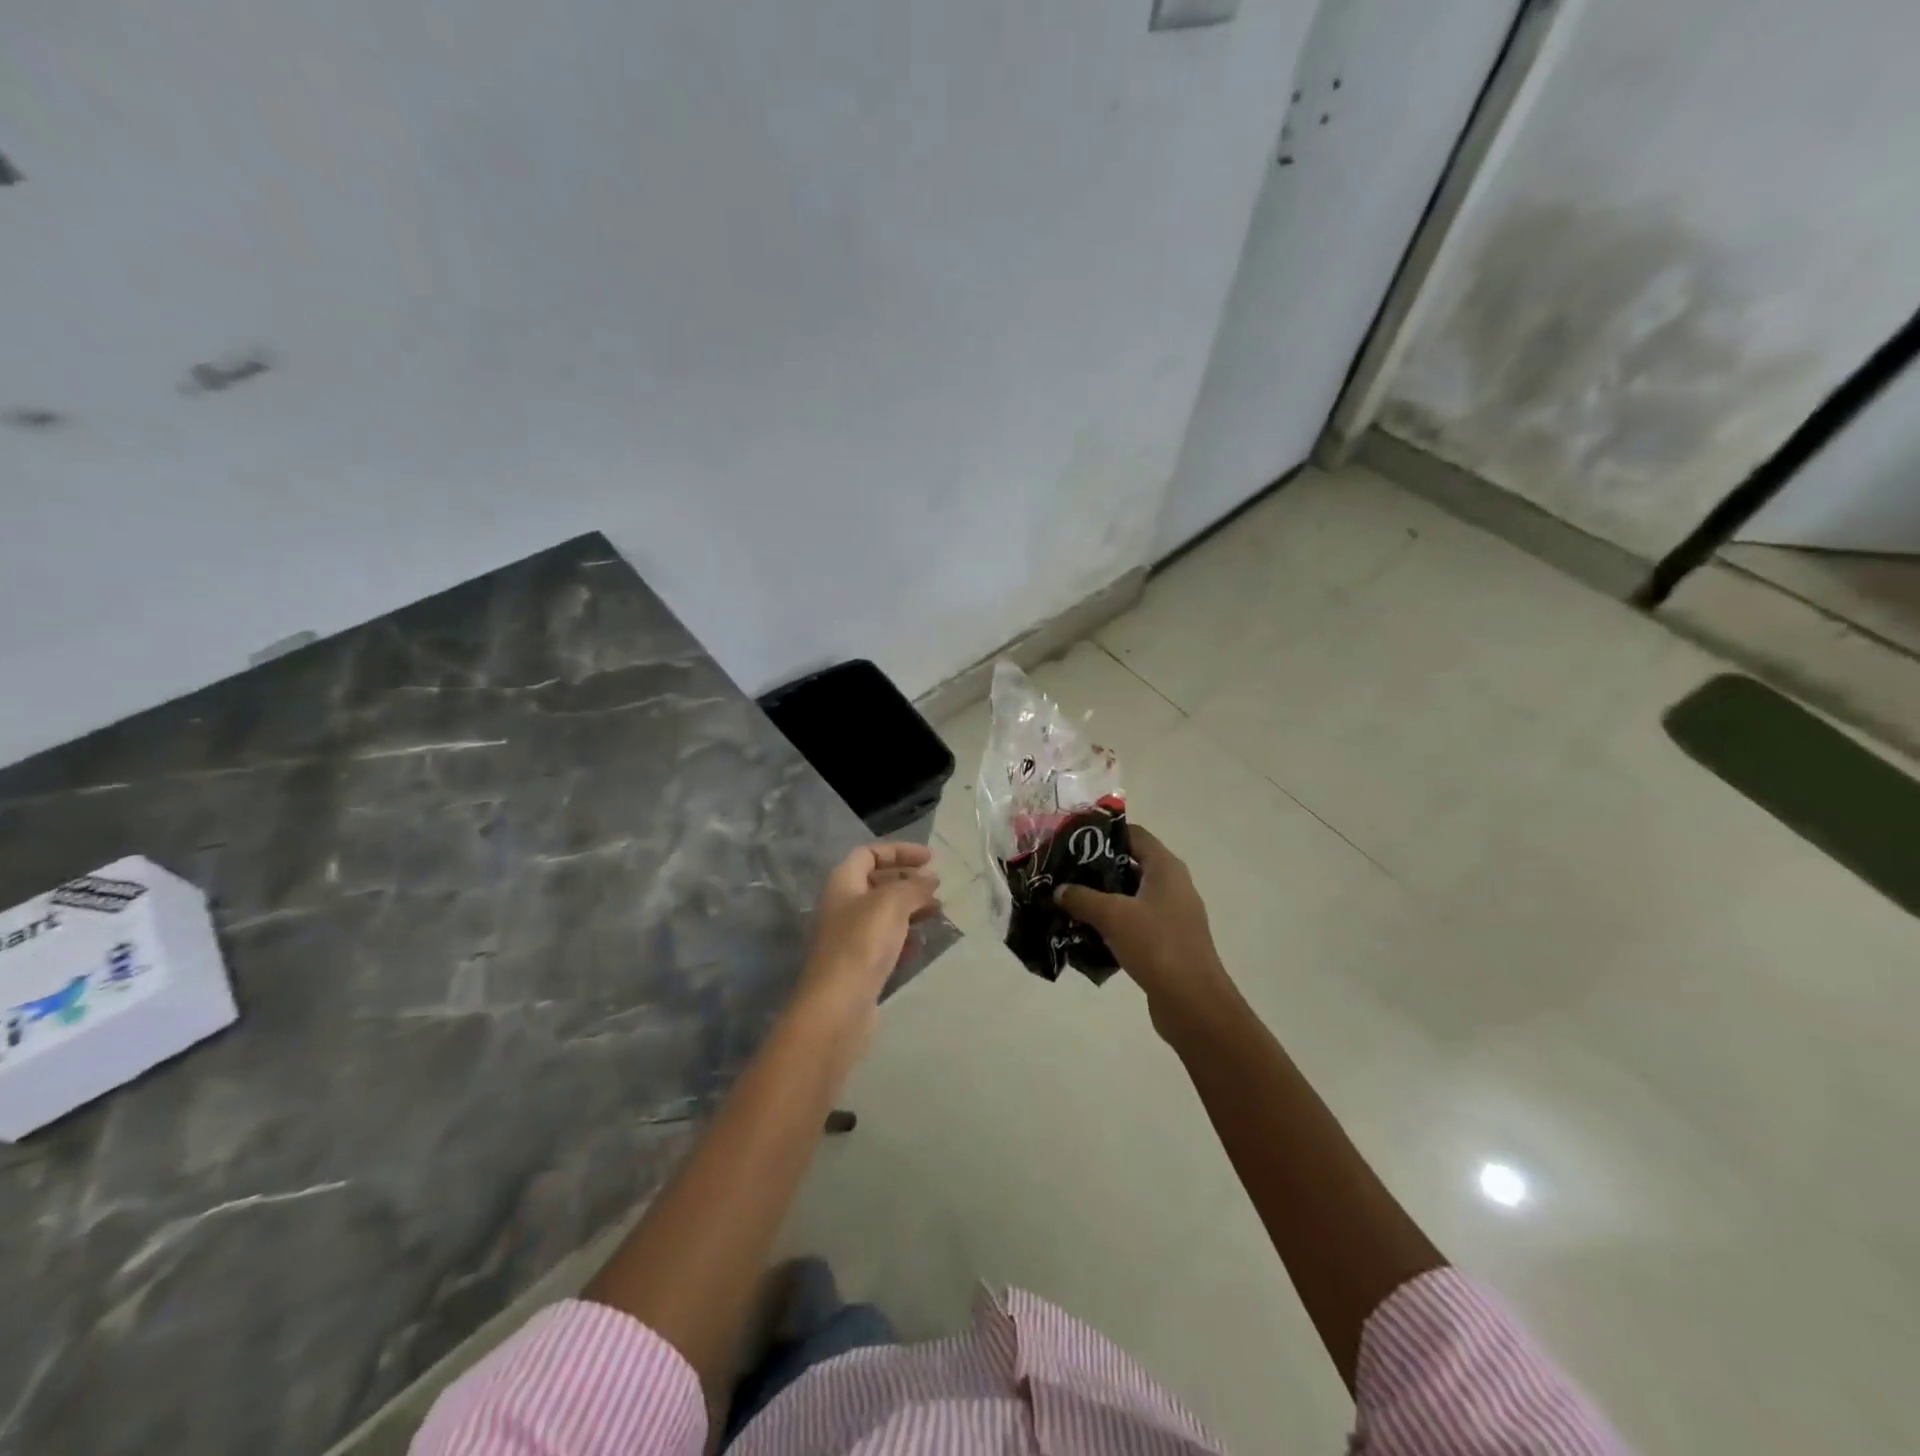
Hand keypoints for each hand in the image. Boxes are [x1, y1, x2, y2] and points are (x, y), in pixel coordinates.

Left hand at [797, 842, 941, 1030]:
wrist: (838, 1006)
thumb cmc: (861, 943)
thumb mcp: (892, 903)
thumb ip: (914, 886)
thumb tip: (930, 878)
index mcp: (843, 882)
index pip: (870, 853)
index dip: (900, 851)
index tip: (931, 860)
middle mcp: (842, 905)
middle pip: (878, 883)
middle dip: (909, 882)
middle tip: (937, 889)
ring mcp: (849, 937)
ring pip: (885, 914)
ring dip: (911, 910)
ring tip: (938, 915)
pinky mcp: (859, 965)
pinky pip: (885, 942)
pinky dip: (904, 938)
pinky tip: (920, 945)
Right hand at [1055, 825, 1237, 1036]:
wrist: (1193, 1003)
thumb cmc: (1156, 945)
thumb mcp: (1113, 915)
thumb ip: (1082, 898)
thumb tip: (1060, 890)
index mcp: (1165, 868)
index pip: (1134, 834)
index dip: (1104, 833)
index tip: (1073, 840)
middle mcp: (1172, 885)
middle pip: (1130, 864)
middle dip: (1097, 868)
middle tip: (1064, 872)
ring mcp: (1172, 915)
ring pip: (1130, 896)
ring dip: (1102, 899)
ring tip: (1068, 901)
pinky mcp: (1167, 942)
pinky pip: (1134, 923)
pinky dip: (1112, 924)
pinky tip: (1086, 932)